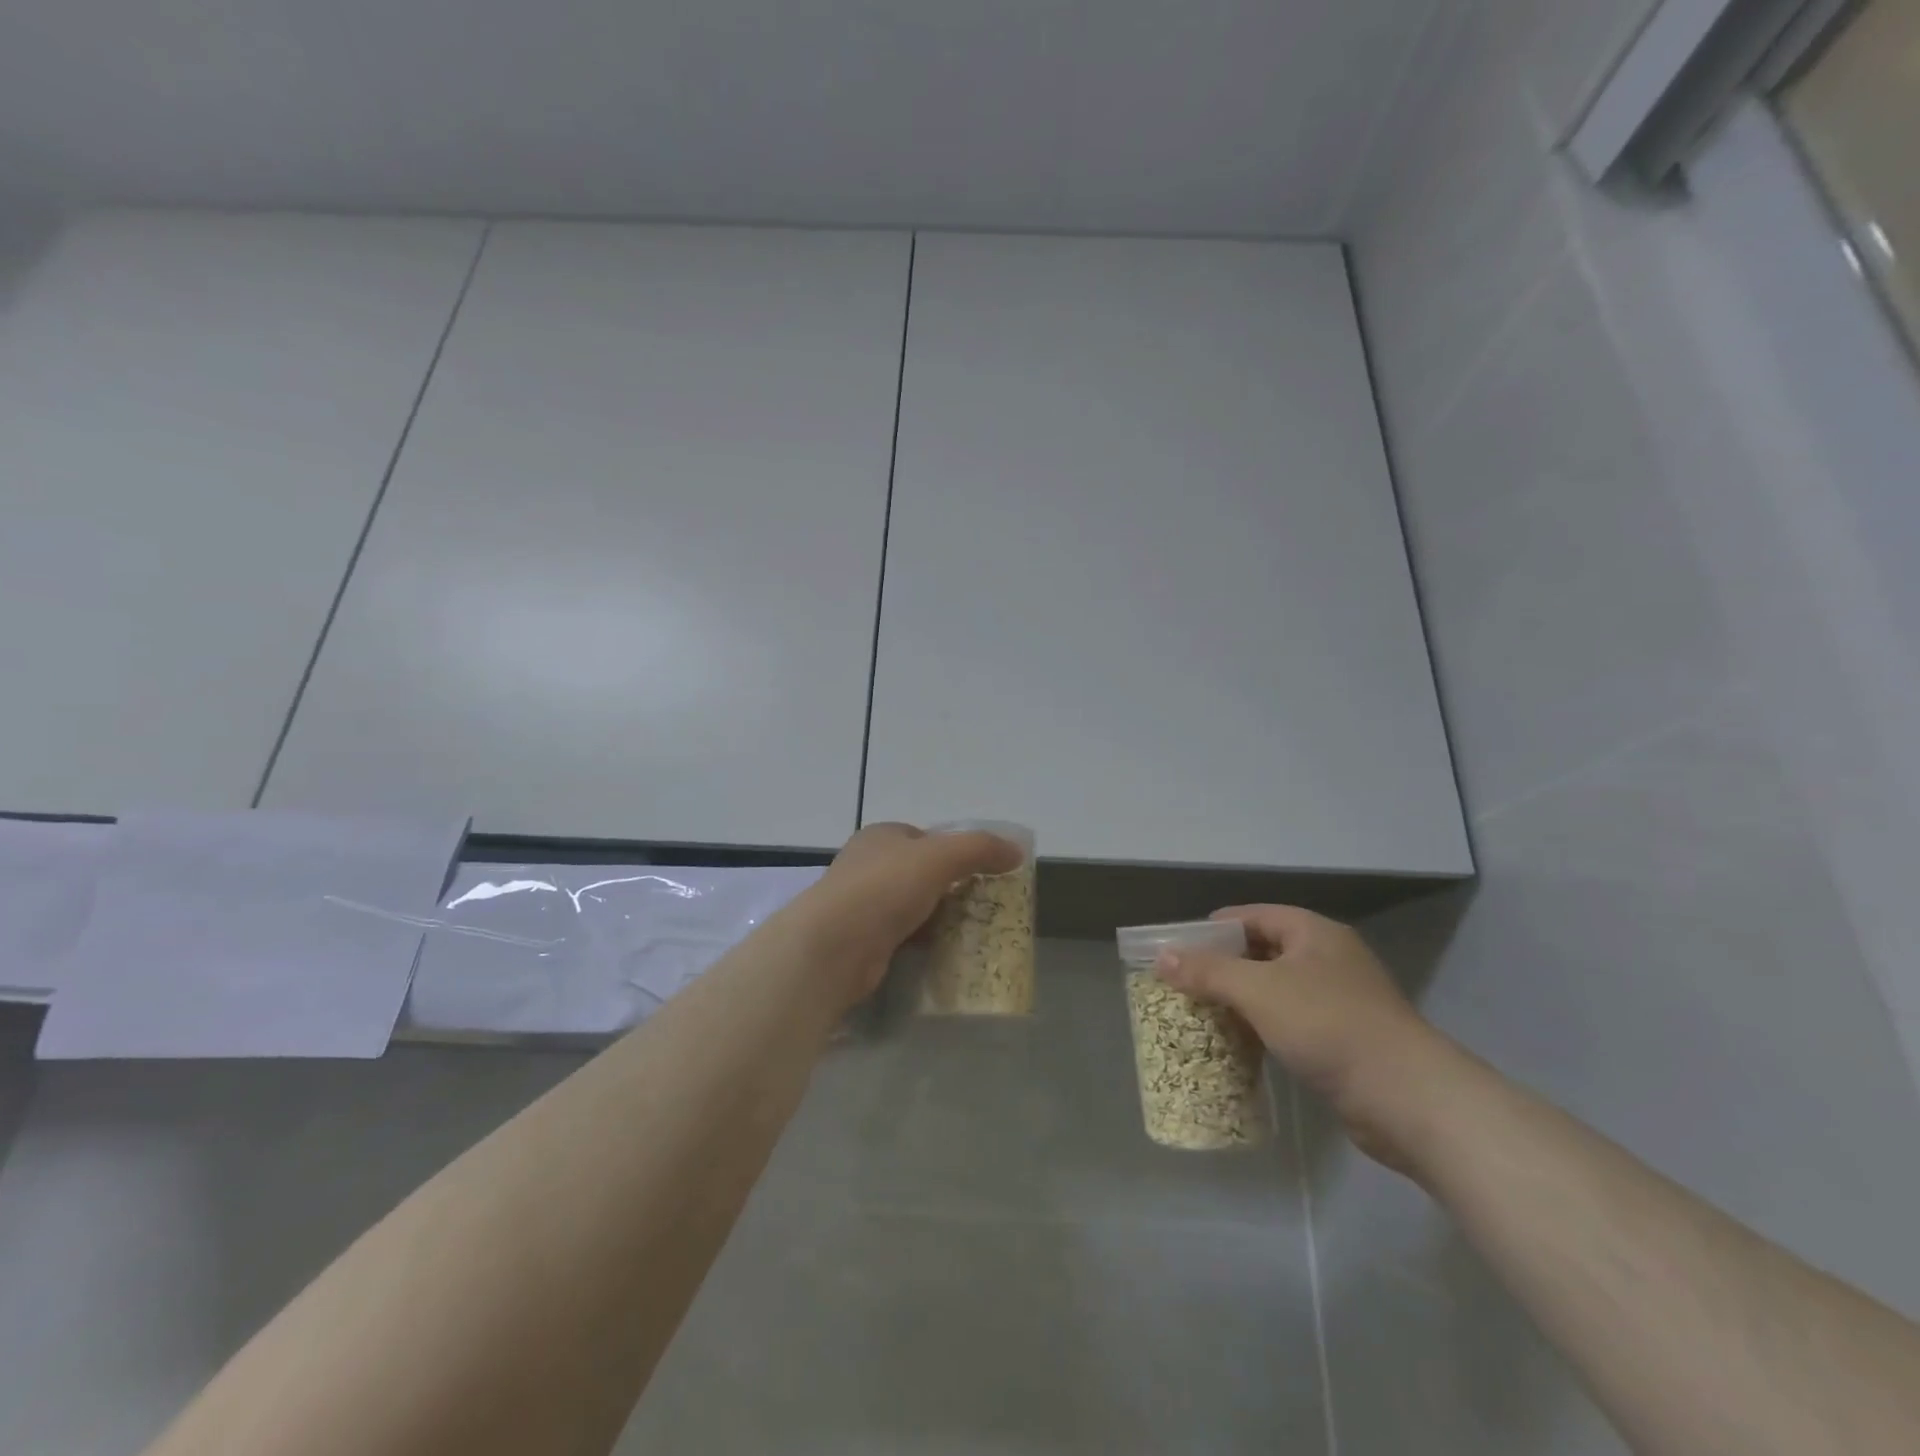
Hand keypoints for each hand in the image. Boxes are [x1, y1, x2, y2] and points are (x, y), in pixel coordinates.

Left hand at [798, 823, 1024, 1007]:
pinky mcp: (862, 941)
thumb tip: (1017, 851)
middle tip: (987, 907)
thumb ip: (980, 849)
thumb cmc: (884, 888)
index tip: (986, 873)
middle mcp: (868, 865)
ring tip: (975, 933)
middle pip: (922, 874)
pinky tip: (946, 954)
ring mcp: (862, 905)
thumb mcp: (939, 857)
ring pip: (914, 907)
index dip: (958, 851)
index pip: (927, 837)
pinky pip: (904, 937)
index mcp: (882, 836)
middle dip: (953, 889)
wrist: (832, 947)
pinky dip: (924, 943)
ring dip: (940, 919)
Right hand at [1157, 905, 1443, 1173]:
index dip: (1213, 928)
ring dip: (1242, 1000)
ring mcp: (1341, 1000)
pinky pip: (1292, 1022)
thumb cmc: (1328, 1026)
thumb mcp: (1258, 991)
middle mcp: (1329, 959)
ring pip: (1277, 989)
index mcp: (1313, 933)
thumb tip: (1162, 956)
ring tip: (1202, 1014)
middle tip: (1184, 984)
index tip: (1178, 948)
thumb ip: (1208, 971)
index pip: (1252, 916)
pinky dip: (1264, 1027)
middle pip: (1263, 951)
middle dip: (1223, 967)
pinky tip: (1240, 1045)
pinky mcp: (1345, 1040)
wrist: (1407, 1098)